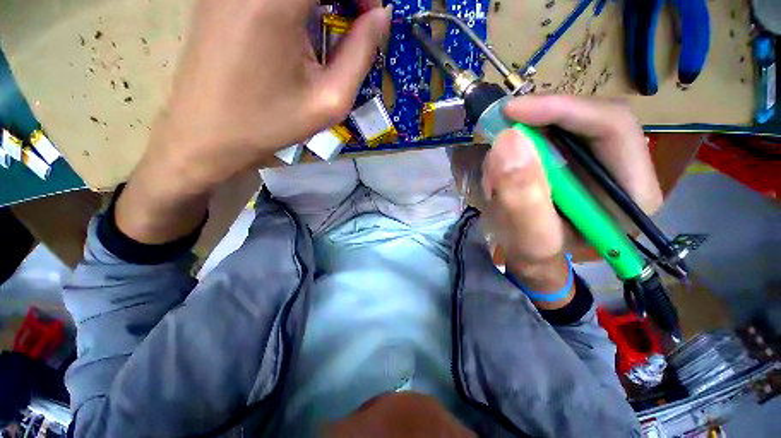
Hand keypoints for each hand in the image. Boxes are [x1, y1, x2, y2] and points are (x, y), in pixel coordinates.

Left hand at [116, 0, 390, 243]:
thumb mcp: (329, 100)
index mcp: (274, 2)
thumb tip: (381, 17)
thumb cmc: (270, 123)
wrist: (206, 134)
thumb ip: (360, 54)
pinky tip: (301, 26)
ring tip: (331, 27)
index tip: (372, 18)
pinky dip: (297, 5)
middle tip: (356, 23)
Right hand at [482, 96, 661, 305]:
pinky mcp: (575, 160)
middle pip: (589, 118)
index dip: (563, 110)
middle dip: (540, 118)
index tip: (513, 112)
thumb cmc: (537, 259)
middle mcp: (623, 170)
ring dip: (527, 132)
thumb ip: (522, 198)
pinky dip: (522, 141)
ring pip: (566, 124)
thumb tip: (508, 141)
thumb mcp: (529, 240)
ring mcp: (598, 162)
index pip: (613, 128)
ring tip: (499, 158)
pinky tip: (506, 162)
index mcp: (631, 195)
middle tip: (500, 123)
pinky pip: (550, 135)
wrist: (534, 261)